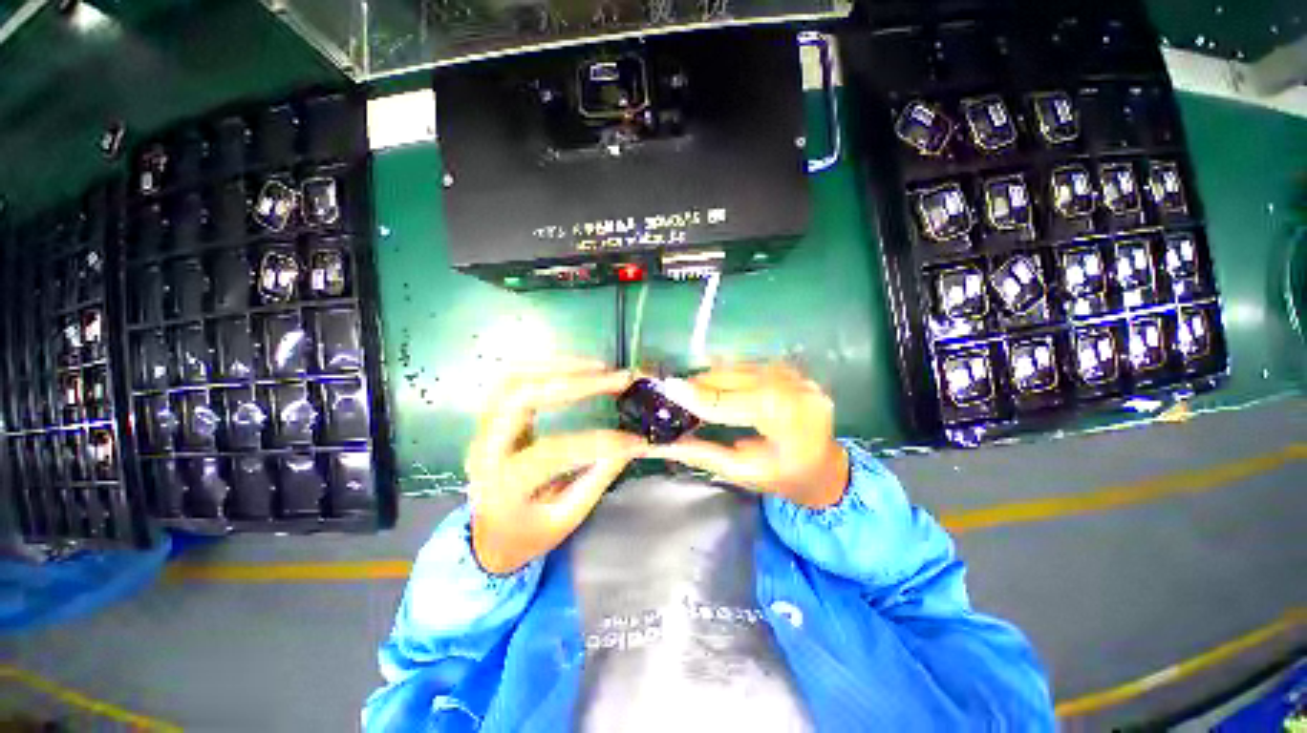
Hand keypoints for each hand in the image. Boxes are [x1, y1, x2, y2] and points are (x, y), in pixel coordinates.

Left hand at [466, 365, 646, 573]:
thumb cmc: (529, 533)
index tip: (635, 439)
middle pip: (522, 397)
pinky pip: (513, 377)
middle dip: (575, 383)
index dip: (598, 442)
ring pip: (514, 377)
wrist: (489, 535)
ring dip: (560, 366)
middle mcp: (486, 448)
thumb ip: (597, 478)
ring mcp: (483, 427)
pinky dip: (546, 366)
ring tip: (599, 367)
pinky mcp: (491, 415)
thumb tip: (632, 445)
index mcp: (503, 484)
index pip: (552, 452)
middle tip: (616, 379)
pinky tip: (575, 367)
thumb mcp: (566, 518)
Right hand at [651, 364, 848, 507]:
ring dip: (713, 376)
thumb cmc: (786, 478)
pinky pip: (751, 365)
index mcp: (782, 417)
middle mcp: (790, 387)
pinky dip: (730, 373)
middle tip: (676, 391)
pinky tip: (719, 384)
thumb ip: (702, 453)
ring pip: (739, 366)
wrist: (827, 469)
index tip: (667, 388)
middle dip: (700, 383)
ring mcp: (795, 374)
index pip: (726, 402)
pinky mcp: (793, 369)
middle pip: (731, 377)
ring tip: (694, 390)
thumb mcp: (742, 472)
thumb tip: (664, 443)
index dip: (695, 396)